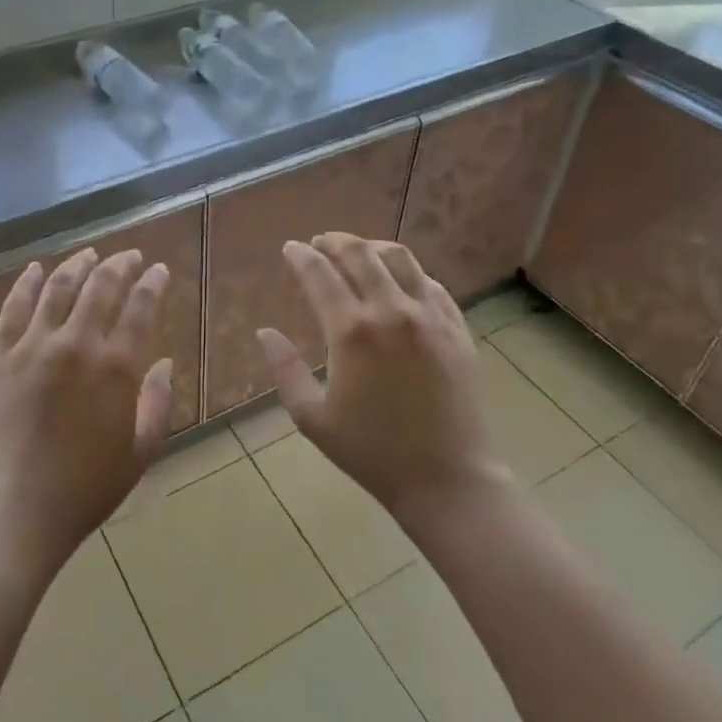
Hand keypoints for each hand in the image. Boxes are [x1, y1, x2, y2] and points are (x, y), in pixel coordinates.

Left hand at [0, 248, 173, 573]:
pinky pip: (14, 307)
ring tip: (91, 254)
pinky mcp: (0, 356)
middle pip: (102, 286)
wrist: (18, 509)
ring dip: (78, 264)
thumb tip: (166, 362)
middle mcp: (77, 344)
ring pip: (59, 287)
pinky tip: (36, 269)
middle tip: (131, 257)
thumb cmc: (87, 486)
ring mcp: (34, 346)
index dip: (153, 282)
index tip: (160, 270)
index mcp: (116, 366)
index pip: (141, 306)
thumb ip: (158, 401)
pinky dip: (27, 283)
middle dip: (121, 264)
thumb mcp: (141, 450)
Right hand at [256, 233, 504, 525]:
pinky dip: (408, 272)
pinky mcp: (458, 328)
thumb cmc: (373, 453)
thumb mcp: (313, 418)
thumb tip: (264, 332)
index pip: (320, 274)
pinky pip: (431, 284)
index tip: (290, 248)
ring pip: (400, 258)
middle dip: (335, 242)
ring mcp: (431, 317)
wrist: (448, 480)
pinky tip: (399, 281)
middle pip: (361, 254)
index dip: (301, 256)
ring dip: (372, 247)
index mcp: (353, 331)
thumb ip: (284, 370)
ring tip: (358, 251)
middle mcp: (393, 311)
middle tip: (320, 243)